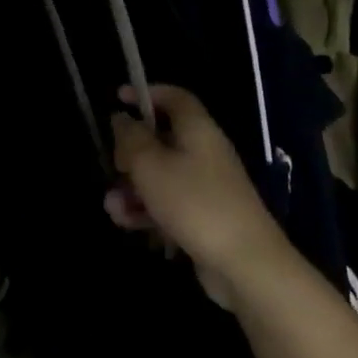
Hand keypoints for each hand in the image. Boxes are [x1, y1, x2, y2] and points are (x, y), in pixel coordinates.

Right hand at [108, 84, 284, 307]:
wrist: (245, 264)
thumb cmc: (194, 202)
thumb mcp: (150, 165)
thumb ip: (130, 138)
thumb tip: (121, 119)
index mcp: (197, 129)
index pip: (174, 97)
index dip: (147, 93)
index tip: (119, 98)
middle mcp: (203, 152)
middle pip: (161, 139)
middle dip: (130, 153)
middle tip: (113, 165)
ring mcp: (205, 186)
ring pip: (160, 175)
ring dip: (132, 187)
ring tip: (113, 208)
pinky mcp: (203, 216)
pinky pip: (168, 203)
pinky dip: (147, 210)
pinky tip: (127, 224)